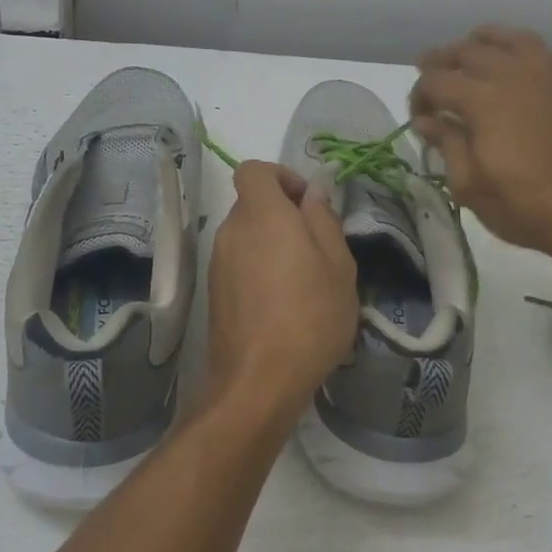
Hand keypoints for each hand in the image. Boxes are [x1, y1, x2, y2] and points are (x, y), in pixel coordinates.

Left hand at [205, 162, 358, 419]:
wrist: (258, 382)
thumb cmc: (310, 317)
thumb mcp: (338, 265)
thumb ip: (323, 219)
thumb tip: (312, 192)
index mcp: (262, 215)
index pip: (253, 169)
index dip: (282, 176)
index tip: (307, 204)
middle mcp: (232, 230)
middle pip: (252, 203)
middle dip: (283, 214)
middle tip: (316, 247)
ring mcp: (218, 262)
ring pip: (247, 234)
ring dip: (273, 244)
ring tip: (304, 281)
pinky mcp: (214, 291)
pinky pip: (239, 262)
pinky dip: (259, 268)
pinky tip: (282, 303)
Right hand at [410, 25, 551, 255]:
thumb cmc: (523, 206)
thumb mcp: (468, 184)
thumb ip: (446, 144)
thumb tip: (425, 121)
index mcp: (481, 99)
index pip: (436, 81)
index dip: (418, 95)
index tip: (417, 116)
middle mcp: (514, 76)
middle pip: (469, 51)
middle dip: (443, 59)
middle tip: (431, 72)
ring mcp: (551, 79)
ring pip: (516, 40)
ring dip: (489, 40)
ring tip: (475, 47)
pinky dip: (539, 60)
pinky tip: (531, 74)